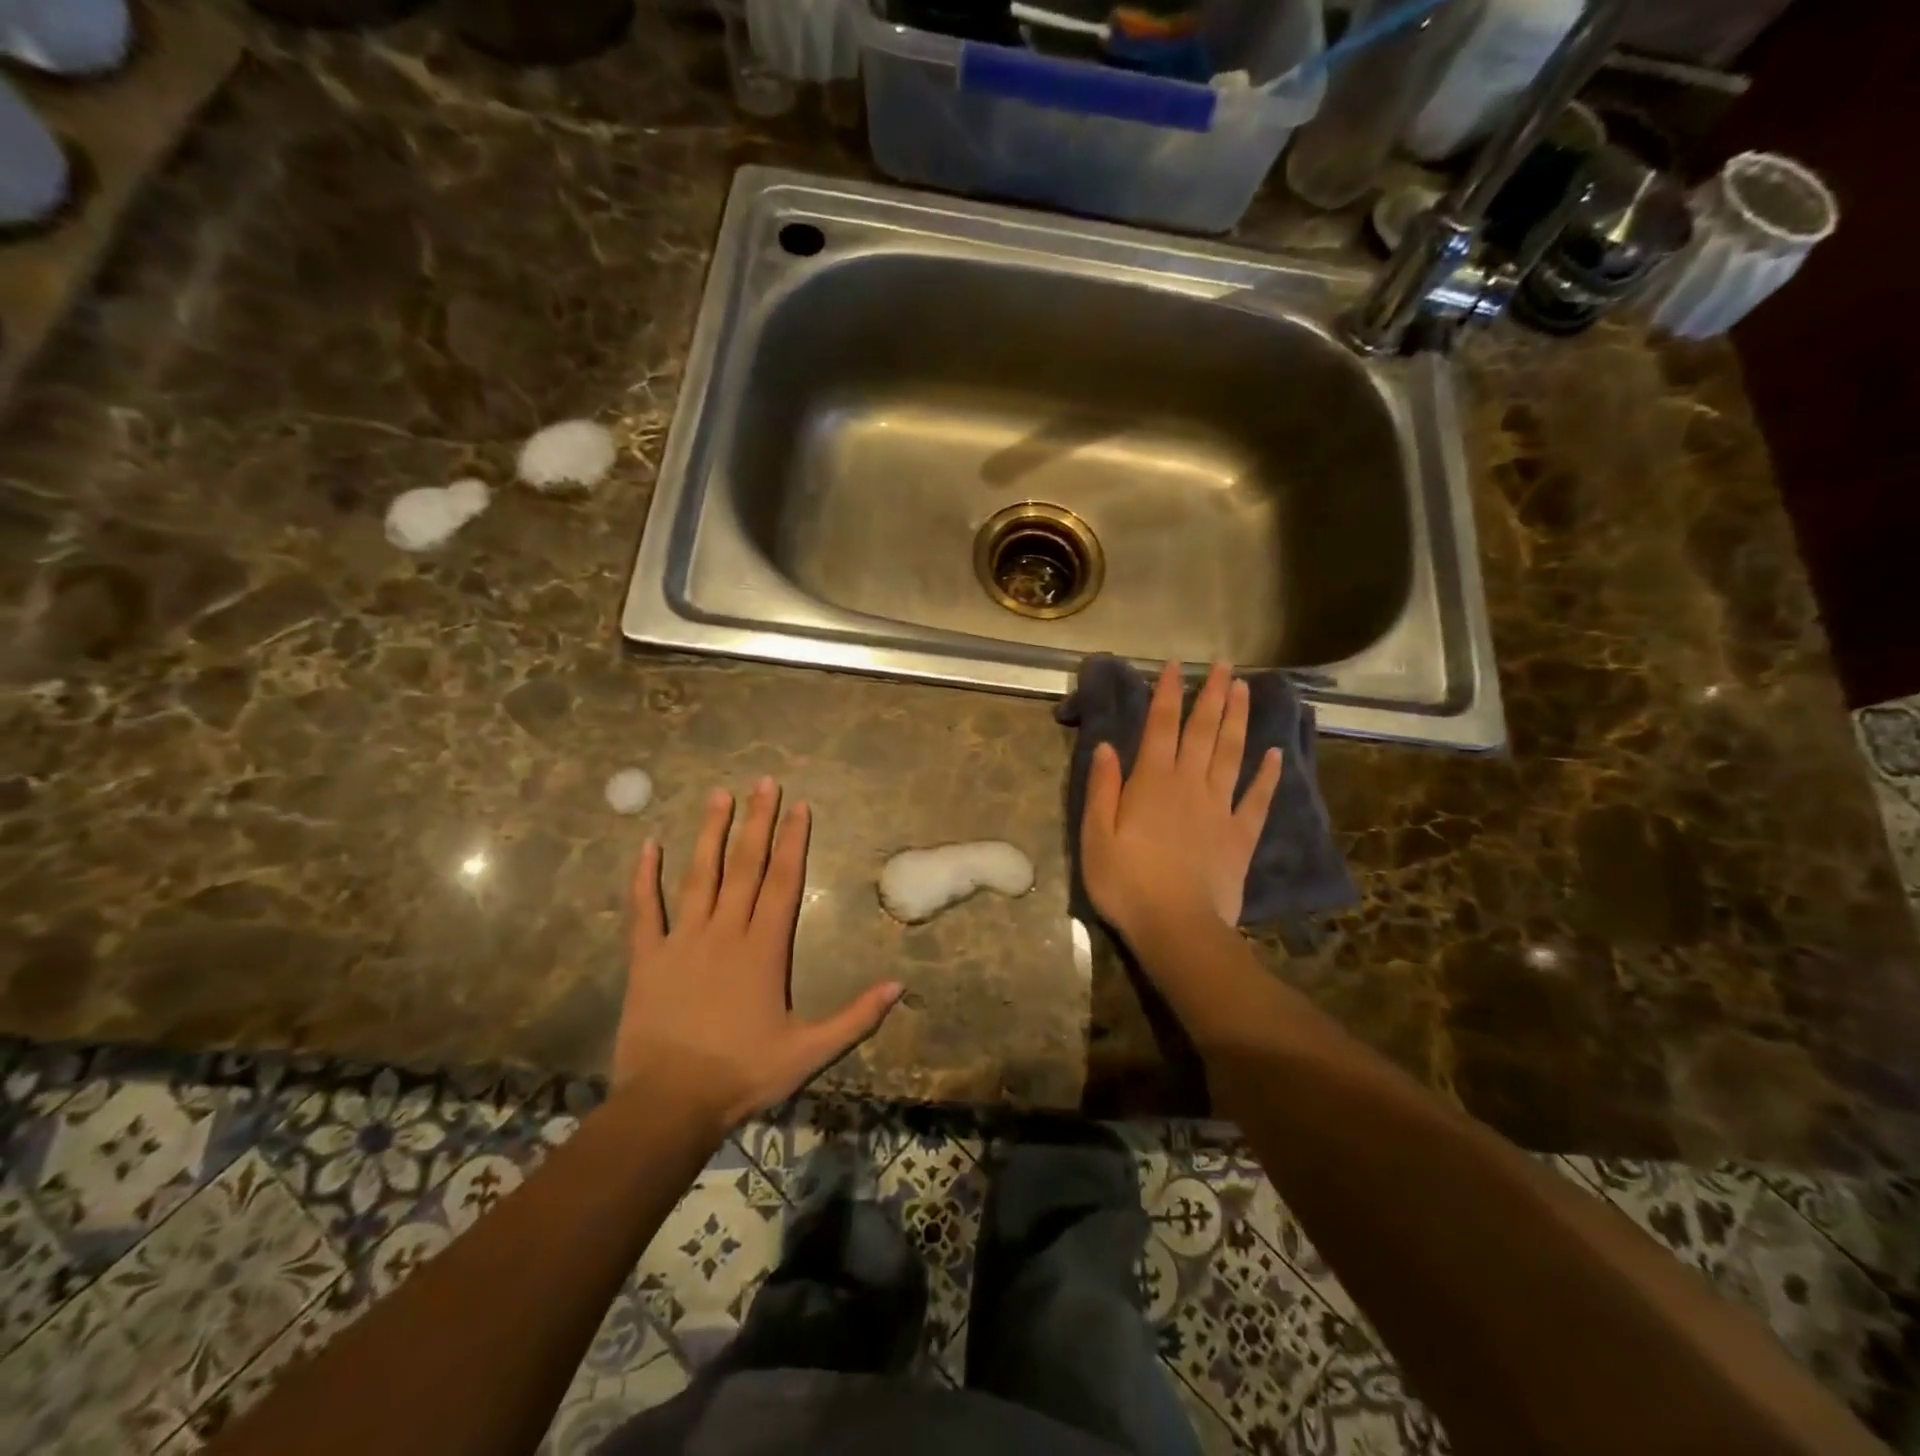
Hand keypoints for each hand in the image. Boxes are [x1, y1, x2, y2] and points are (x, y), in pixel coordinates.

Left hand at [614, 778, 903, 1129]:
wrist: (670, 1104)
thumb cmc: (743, 1074)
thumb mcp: (810, 1052)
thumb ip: (856, 1016)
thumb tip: (899, 986)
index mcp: (764, 948)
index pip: (783, 881)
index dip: (793, 840)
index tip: (799, 805)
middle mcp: (725, 932)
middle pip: (745, 866)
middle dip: (757, 821)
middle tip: (764, 782)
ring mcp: (683, 941)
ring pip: (699, 875)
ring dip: (710, 833)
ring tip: (718, 795)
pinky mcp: (647, 958)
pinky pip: (645, 909)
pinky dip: (644, 877)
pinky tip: (647, 844)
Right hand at [1080, 660, 1282, 940]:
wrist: (1176, 927)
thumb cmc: (1126, 883)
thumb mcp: (1096, 836)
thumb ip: (1102, 789)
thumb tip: (1107, 745)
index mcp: (1151, 783)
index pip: (1160, 727)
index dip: (1167, 694)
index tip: (1175, 666)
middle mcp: (1189, 785)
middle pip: (1202, 731)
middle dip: (1212, 695)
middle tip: (1224, 665)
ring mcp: (1219, 808)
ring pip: (1231, 754)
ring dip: (1238, 720)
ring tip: (1246, 690)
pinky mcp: (1240, 835)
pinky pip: (1257, 799)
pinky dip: (1268, 775)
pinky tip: (1275, 754)